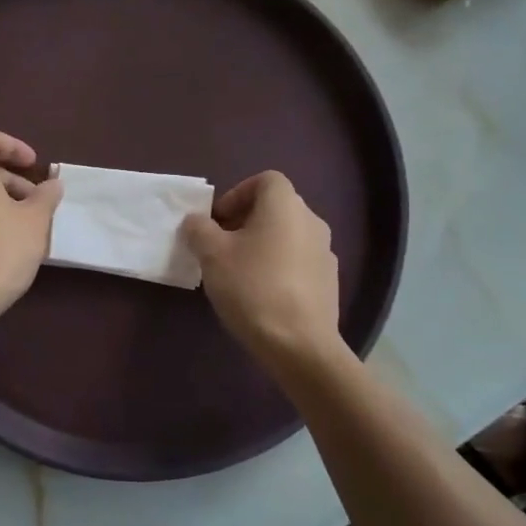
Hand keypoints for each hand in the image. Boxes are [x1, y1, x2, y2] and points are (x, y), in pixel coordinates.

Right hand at [183, 171, 344, 365]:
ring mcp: (325, 253)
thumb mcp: (211, 254)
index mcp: (286, 206)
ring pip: (287, 235)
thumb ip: (199, 229)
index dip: (237, 193)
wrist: (299, 345)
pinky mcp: (329, 282)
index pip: (265, 180)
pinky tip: (261, 294)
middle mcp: (311, 221)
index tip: (218, 220)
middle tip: (220, 246)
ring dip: (261, 244)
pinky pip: (298, 261)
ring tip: (238, 272)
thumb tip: (197, 221)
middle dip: (245, 220)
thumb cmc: (252, 287)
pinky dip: (278, 266)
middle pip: (276, 207)